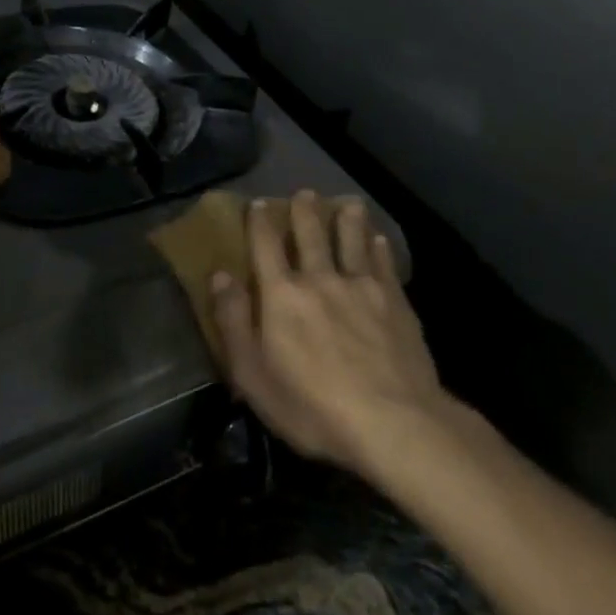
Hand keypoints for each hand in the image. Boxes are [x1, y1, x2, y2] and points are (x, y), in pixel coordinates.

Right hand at [210, 191, 444, 474]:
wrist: (392, 422)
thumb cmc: (311, 406)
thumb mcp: (252, 374)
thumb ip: (233, 321)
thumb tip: (220, 275)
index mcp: (281, 294)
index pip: (266, 245)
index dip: (260, 222)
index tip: (258, 203)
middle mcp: (320, 278)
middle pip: (311, 234)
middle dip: (305, 210)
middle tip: (305, 192)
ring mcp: (362, 287)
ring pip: (352, 240)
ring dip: (347, 218)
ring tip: (348, 202)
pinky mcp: (395, 301)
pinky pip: (383, 263)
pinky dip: (378, 246)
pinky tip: (379, 239)